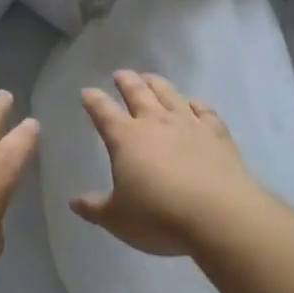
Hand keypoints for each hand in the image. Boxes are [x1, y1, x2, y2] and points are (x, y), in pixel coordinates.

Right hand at [71, 71, 259, 256]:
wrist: (218, 215)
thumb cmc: (159, 217)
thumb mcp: (117, 219)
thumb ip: (95, 208)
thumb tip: (75, 202)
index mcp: (126, 138)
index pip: (104, 113)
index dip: (94, 101)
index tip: (87, 92)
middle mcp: (156, 122)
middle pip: (138, 93)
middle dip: (126, 81)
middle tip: (120, 74)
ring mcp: (189, 124)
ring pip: (170, 94)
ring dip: (157, 84)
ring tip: (150, 77)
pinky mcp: (217, 134)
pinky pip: (204, 110)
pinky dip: (195, 103)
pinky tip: (193, 102)